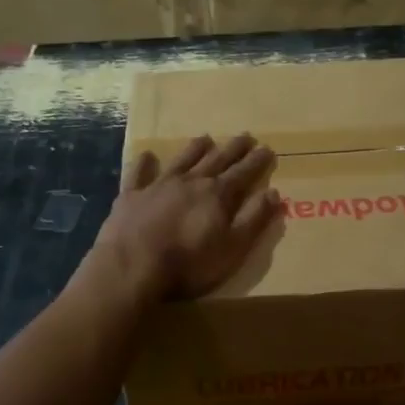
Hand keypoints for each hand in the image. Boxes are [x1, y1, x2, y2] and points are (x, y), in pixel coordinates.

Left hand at [88, 133, 281, 300]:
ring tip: (206, 138)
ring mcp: (158, 186)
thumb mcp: (233, 248)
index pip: (243, 173)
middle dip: (233, 149)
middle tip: (245, 136)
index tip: (266, 148)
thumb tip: (273, 192)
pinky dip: (145, 163)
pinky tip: (147, 155)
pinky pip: (139, 173)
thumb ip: (253, 219)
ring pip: (182, 160)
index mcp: (217, 195)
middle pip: (216, 160)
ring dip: (195, 149)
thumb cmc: (189, 264)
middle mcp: (190, 182)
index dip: (257, 161)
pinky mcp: (131, 196)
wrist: (132, 269)